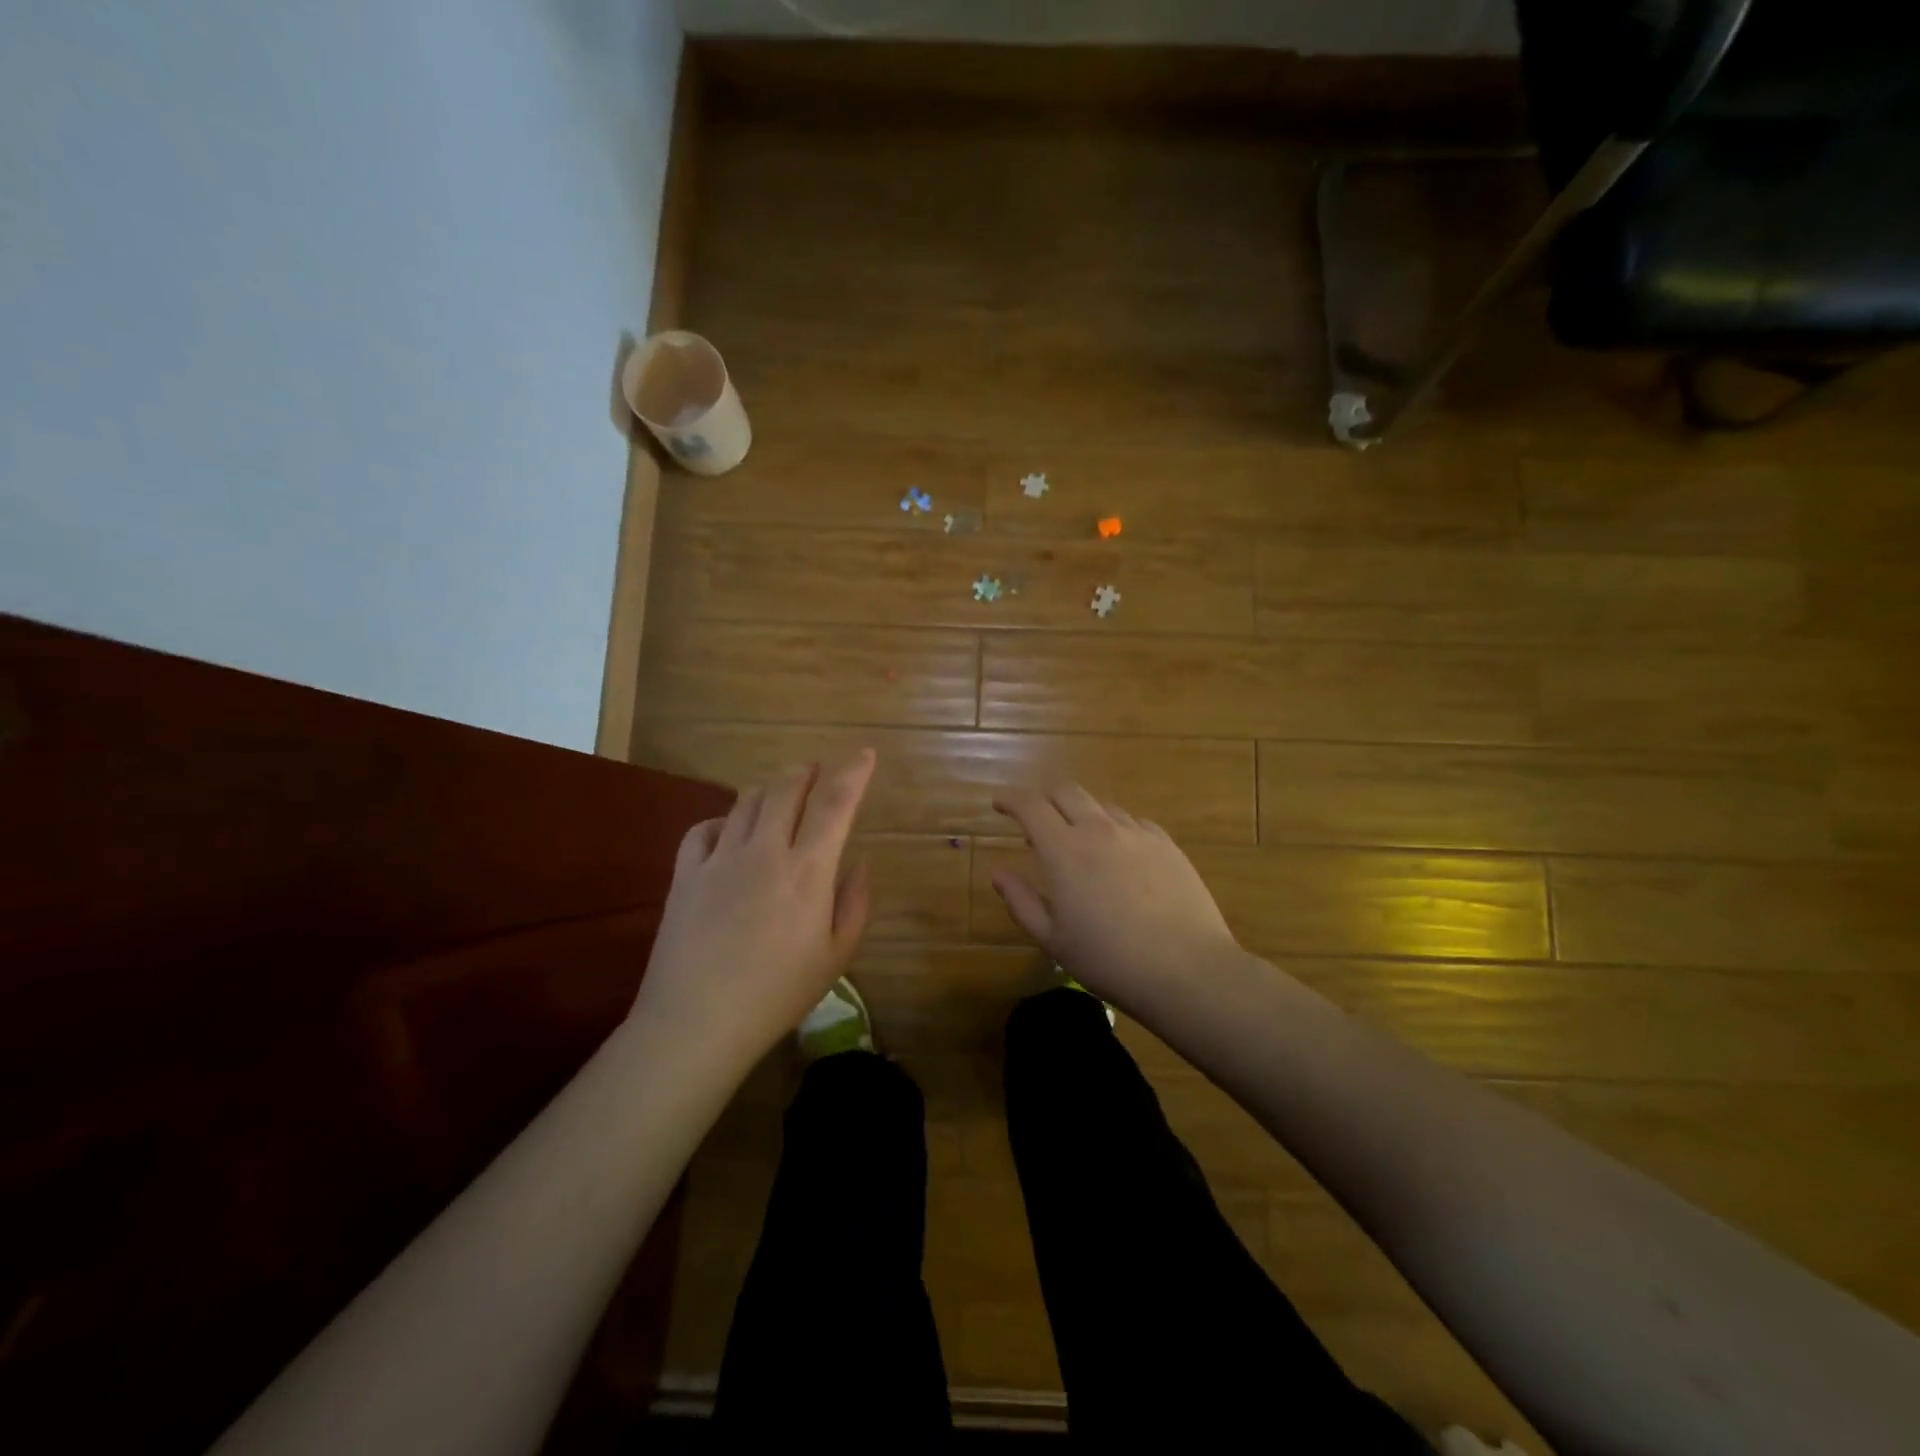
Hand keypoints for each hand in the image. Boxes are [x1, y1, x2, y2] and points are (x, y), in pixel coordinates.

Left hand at [632, 750, 875, 1073]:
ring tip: (780, 794)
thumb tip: (859, 863)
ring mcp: (719, 859)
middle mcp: (764, 851)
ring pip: (746, 801)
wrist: (696, 1024)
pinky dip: (723, 820)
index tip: (865, 754)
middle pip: (786, 789)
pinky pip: (703, 829)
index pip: (835, 804)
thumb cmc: (777, 995)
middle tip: (816, 770)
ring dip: (769, 789)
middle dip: (806, 772)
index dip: (853, 773)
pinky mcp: (685, 875)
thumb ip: (854, 904)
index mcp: (807, 871)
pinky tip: (729, 830)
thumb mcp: (835, 957)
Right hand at [991, 785, 1239, 1005]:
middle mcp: (1098, 830)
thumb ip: (1021, 901)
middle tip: (1037, 822)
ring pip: (1101, 806)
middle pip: (1066, 792)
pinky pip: (1134, 823)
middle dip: (1045, 799)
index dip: (1011, 800)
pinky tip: (1121, 855)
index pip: (1030, 806)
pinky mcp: (1167, 844)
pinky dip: (1116, 829)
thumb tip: (999, 874)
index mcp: (1064, 850)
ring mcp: (1137, 834)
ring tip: (1081, 844)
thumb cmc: (1109, 960)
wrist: (1186, 969)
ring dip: (1082, 815)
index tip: (999, 805)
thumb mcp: (1053, 939)